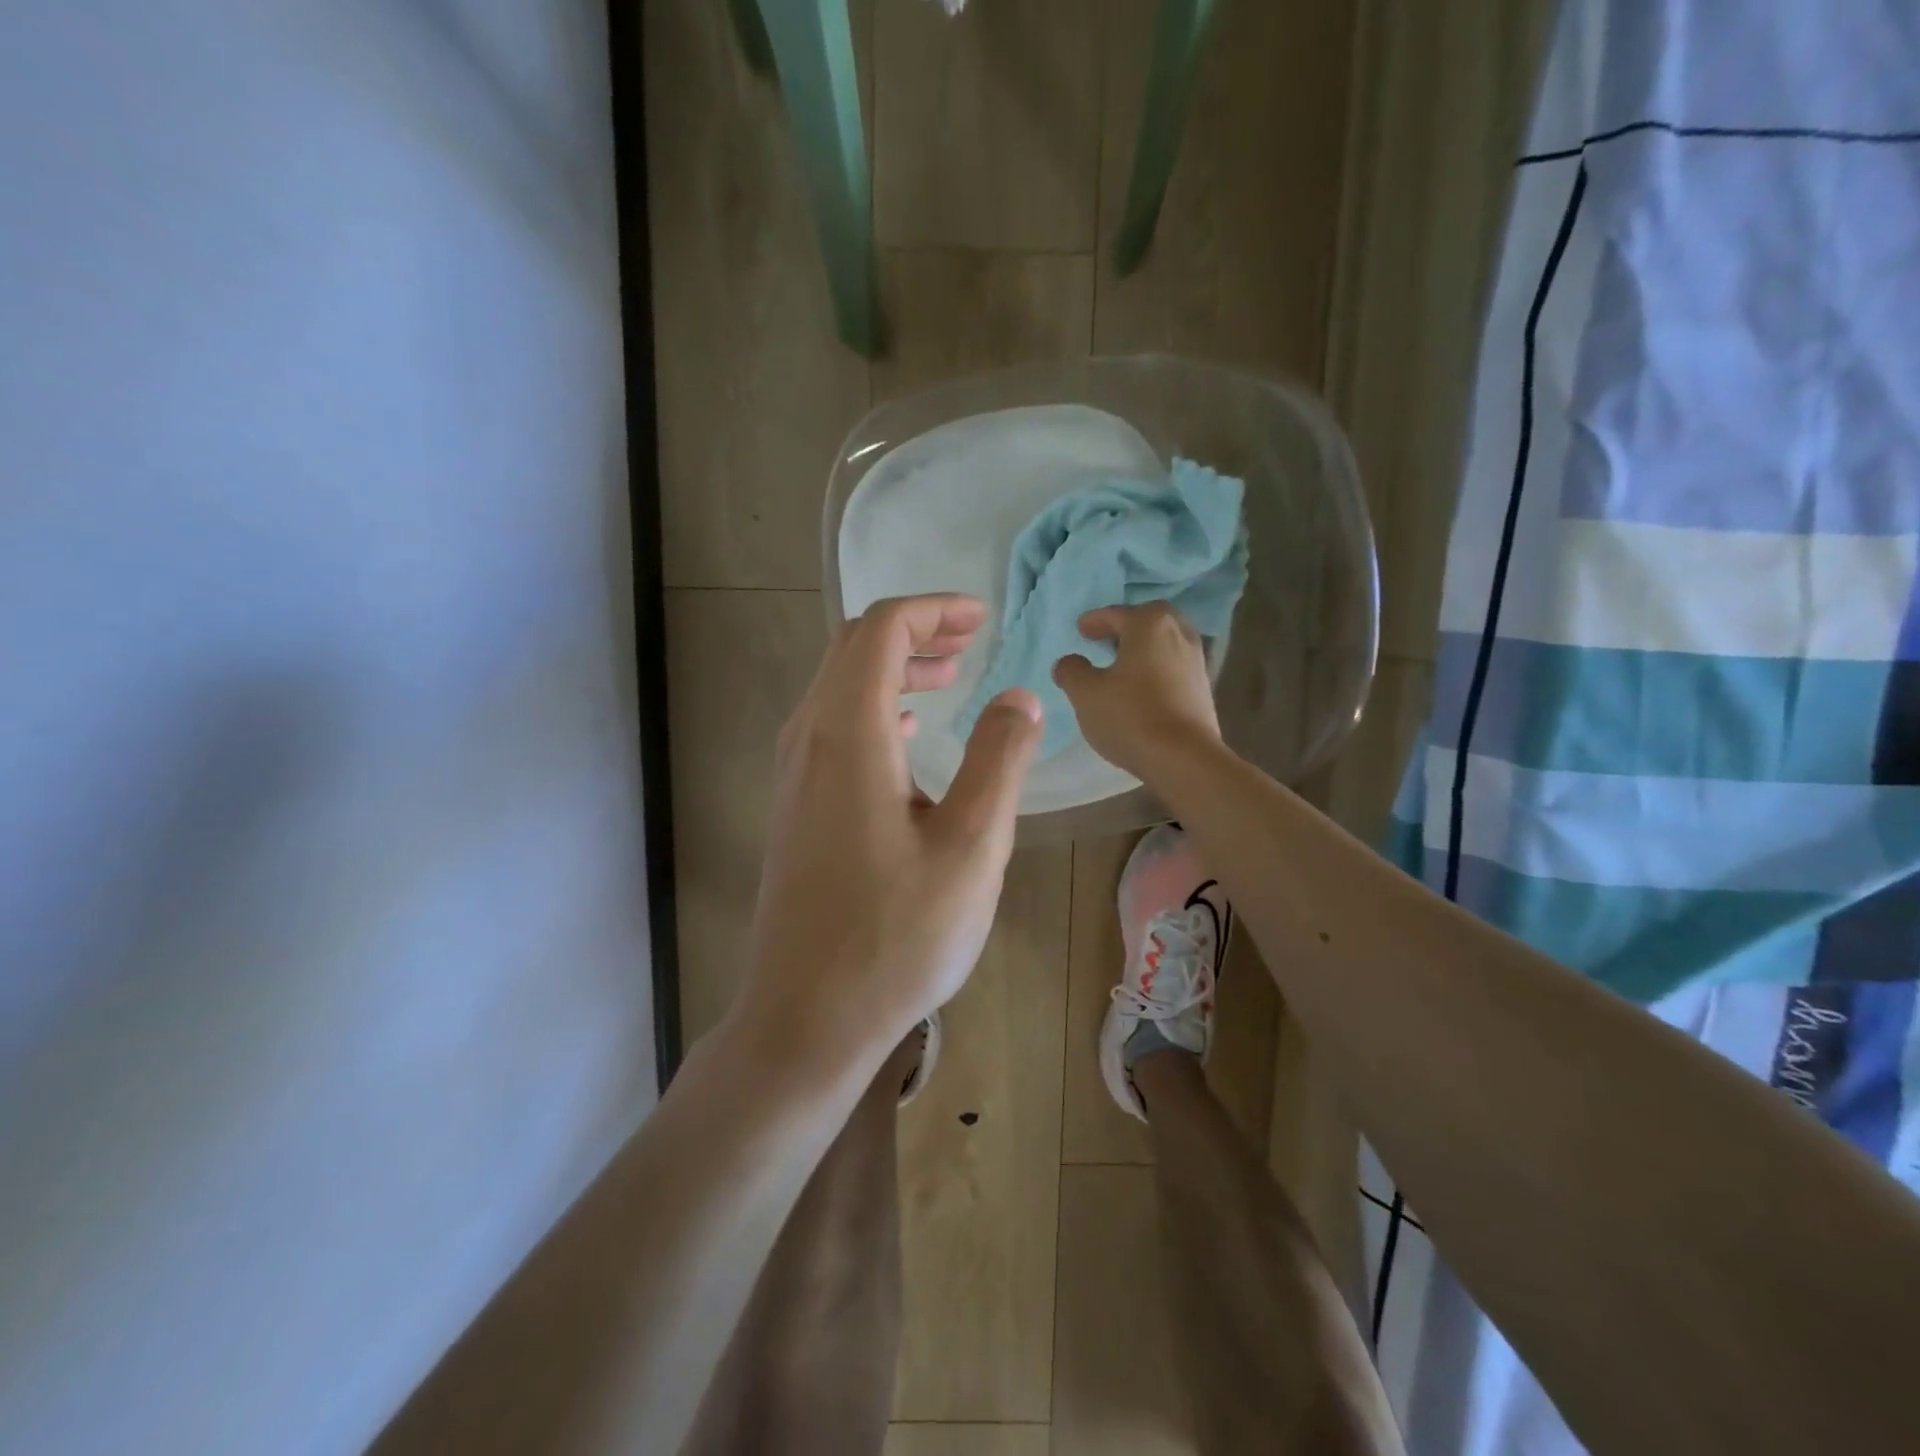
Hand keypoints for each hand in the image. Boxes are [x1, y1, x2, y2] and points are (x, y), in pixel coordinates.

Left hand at [737, 594, 1043, 1069]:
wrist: (806, 1017)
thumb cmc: (897, 936)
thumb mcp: (971, 846)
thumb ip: (998, 760)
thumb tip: (1019, 697)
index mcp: (849, 734)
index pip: (881, 631)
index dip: (932, 610)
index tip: (982, 617)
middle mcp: (808, 739)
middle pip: (852, 649)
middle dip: (914, 631)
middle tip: (971, 639)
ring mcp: (793, 775)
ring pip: (838, 687)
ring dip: (893, 668)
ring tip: (950, 676)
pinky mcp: (794, 807)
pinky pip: (832, 727)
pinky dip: (873, 706)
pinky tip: (907, 732)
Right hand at [1052, 602, 1221, 780]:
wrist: (1184, 758)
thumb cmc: (1130, 717)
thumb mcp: (1085, 694)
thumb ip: (1071, 671)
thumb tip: (1069, 662)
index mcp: (1148, 624)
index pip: (1115, 614)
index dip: (1094, 621)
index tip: (1080, 629)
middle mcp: (1178, 633)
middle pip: (1148, 620)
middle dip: (1126, 626)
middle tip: (1105, 639)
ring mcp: (1196, 659)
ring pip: (1164, 642)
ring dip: (1143, 647)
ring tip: (1122, 663)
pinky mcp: (1203, 686)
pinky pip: (1174, 664)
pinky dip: (1156, 666)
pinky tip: (1142, 685)